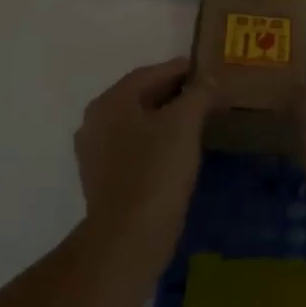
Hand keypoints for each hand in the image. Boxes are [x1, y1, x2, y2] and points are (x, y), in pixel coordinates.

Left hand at [74, 57, 210, 265]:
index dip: (182, 70)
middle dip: (175, 95)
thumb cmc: (157, 170)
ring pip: (138, 124)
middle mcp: (96, 121)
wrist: (129, 236)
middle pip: (141, 97)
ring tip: (198, 124)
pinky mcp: (104, 180)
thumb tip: (209, 79)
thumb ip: (199, 94)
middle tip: (208, 98)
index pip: (150, 73)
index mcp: (111, 101)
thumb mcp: (184, 123)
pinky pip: (134, 149)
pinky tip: (178, 154)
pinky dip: (157, 144)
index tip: (208, 73)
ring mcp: (96, 153)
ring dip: (166, 120)